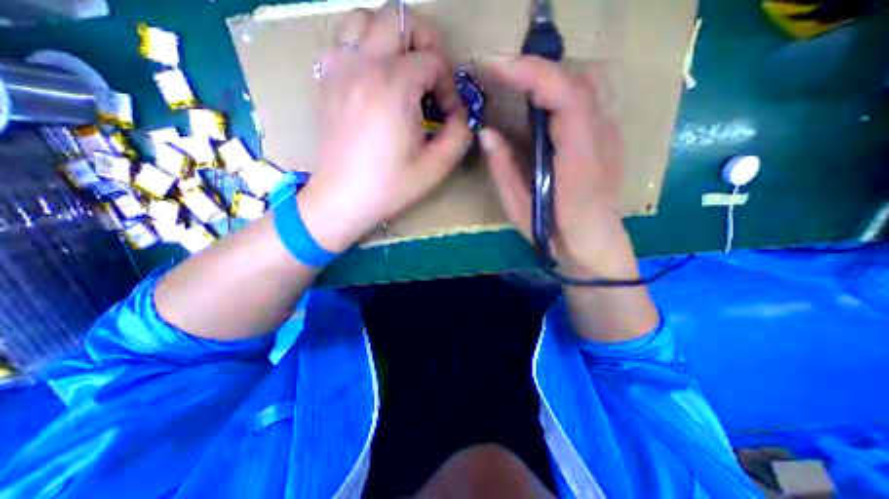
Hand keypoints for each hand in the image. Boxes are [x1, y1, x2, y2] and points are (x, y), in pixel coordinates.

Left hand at [296, 2, 470, 252]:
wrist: (342, 200)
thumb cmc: (390, 186)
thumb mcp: (436, 167)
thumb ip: (459, 134)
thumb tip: (461, 115)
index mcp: (394, 85)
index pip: (433, 61)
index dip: (449, 86)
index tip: (448, 114)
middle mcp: (363, 65)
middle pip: (398, 17)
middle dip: (425, 42)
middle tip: (431, 78)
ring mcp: (338, 69)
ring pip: (364, 19)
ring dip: (390, 37)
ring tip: (402, 71)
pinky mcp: (325, 82)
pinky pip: (342, 43)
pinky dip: (363, 49)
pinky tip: (373, 78)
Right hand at [480, 56, 638, 280]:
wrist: (593, 243)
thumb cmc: (554, 232)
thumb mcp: (519, 207)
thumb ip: (503, 169)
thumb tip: (486, 133)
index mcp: (579, 158)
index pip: (564, 96)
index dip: (530, 75)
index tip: (496, 68)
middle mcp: (601, 137)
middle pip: (578, 78)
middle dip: (537, 69)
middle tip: (501, 75)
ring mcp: (609, 134)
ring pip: (588, 82)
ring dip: (551, 75)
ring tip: (520, 84)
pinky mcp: (606, 137)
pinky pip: (589, 97)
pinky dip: (562, 87)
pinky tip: (542, 101)